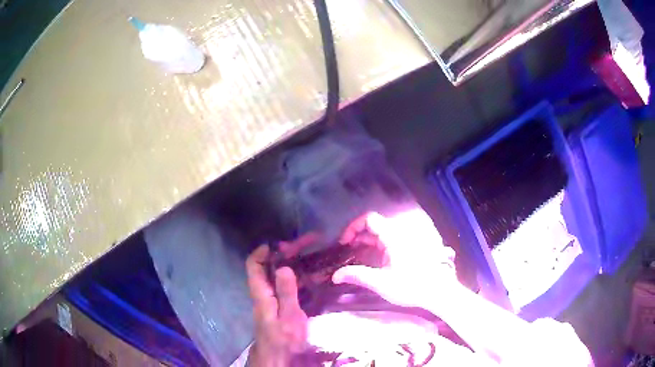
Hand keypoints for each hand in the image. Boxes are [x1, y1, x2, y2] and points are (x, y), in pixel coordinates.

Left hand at [246, 245, 307, 366]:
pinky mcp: (283, 305)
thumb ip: (286, 293)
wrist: (279, 358)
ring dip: (298, 262)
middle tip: (309, 242)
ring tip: (316, 253)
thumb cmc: (283, 339)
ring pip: (282, 274)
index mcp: (261, 293)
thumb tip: (284, 267)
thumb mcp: (288, 317)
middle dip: (288, 252)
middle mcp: (265, 292)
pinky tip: (317, 275)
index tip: (281, 243)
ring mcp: (274, 299)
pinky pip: (290, 285)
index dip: (263, 251)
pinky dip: (302, 276)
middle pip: (271, 266)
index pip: (254, 265)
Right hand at [333, 209, 458, 309]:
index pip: (369, 219)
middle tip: (347, 251)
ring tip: (357, 256)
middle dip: (358, 236)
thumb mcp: (381, 282)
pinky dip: (379, 247)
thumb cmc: (410, 286)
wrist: (438, 291)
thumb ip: (357, 275)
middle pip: (375, 226)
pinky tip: (375, 260)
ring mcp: (408, 239)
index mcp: (393, 235)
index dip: (353, 227)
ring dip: (368, 242)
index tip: (344, 243)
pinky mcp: (412, 247)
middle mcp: (401, 232)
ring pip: (383, 233)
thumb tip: (335, 276)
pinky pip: (392, 240)